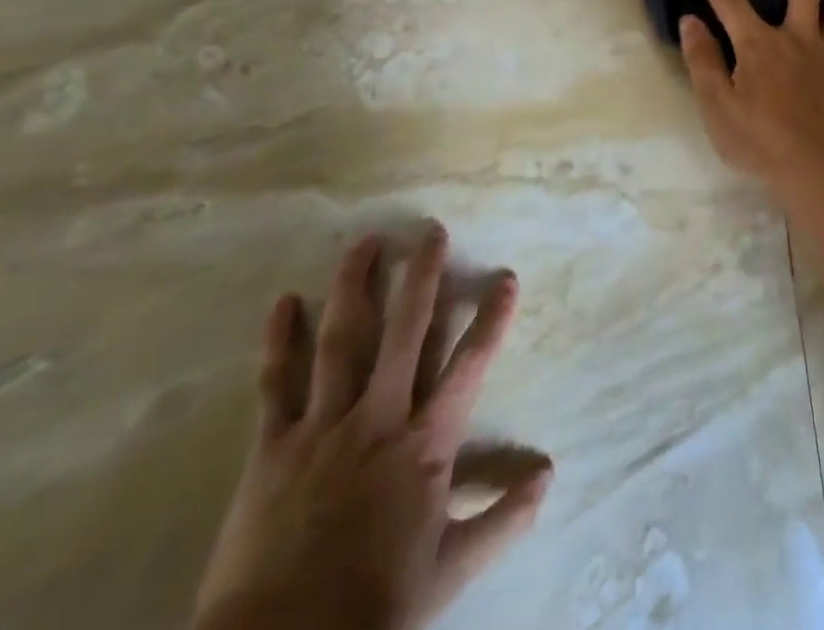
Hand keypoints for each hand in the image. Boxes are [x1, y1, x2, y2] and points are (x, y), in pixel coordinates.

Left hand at [192, 228, 549, 629]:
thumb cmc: (373, 606)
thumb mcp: (450, 571)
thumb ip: (503, 518)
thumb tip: (549, 473)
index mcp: (426, 444)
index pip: (469, 365)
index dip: (491, 318)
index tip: (506, 277)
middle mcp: (379, 419)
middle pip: (404, 332)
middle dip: (422, 277)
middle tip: (431, 231)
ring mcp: (323, 428)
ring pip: (342, 341)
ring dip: (355, 287)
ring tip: (365, 243)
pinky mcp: (273, 448)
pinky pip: (277, 384)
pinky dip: (279, 342)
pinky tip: (284, 302)